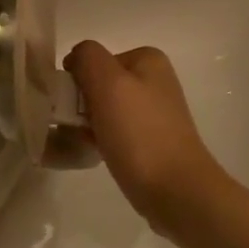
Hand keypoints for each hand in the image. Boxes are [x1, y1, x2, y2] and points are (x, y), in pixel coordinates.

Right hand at [64, 42, 226, 226]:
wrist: (175, 190)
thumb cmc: (139, 133)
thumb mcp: (107, 83)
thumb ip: (87, 57)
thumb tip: (76, 57)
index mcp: (147, 59)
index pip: (92, 59)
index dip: (77, 80)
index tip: (73, 106)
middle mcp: (154, 80)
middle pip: (97, 83)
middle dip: (81, 104)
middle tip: (78, 128)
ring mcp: (154, 111)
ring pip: (103, 109)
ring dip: (87, 124)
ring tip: (86, 143)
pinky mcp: (150, 139)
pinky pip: (114, 131)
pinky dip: (101, 139)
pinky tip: (98, 153)